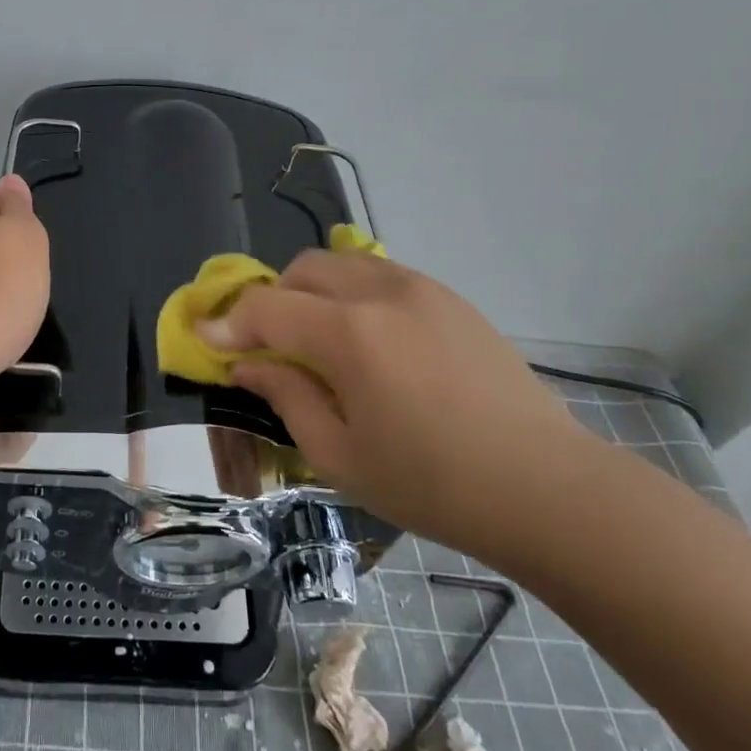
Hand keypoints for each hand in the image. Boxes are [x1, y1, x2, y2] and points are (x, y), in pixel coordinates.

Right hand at [198, 251, 601, 560]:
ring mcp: (422, 288)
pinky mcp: (451, 298)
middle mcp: (381, 292)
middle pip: (303, 269)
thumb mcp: (341, 455)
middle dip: (273, 300)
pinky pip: (382, 276)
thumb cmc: (432, 484)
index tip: (205, 339)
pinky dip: (354, 294)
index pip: (266, 307)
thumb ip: (286, 397)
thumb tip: (248, 365)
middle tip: (270, 347)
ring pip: (343, 263)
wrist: (545, 487)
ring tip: (320, 341)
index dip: (228, 322)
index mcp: (349, 333)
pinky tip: (370, 343)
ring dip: (314, 292)